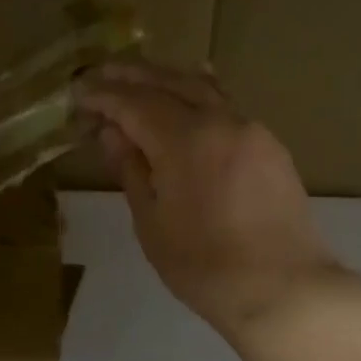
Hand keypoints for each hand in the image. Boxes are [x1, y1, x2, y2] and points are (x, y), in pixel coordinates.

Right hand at [75, 63, 345, 335]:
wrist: (283, 288)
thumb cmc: (204, 265)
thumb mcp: (151, 223)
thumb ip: (131, 170)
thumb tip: (112, 133)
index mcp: (184, 139)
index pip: (133, 103)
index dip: (103, 97)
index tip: (78, 93)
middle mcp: (219, 121)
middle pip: (168, 83)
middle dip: (132, 76)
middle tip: (101, 72)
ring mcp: (250, 129)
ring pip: (202, 88)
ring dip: (166, 78)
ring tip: (140, 75)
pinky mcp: (270, 145)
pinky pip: (228, 105)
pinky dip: (201, 91)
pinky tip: (194, 86)